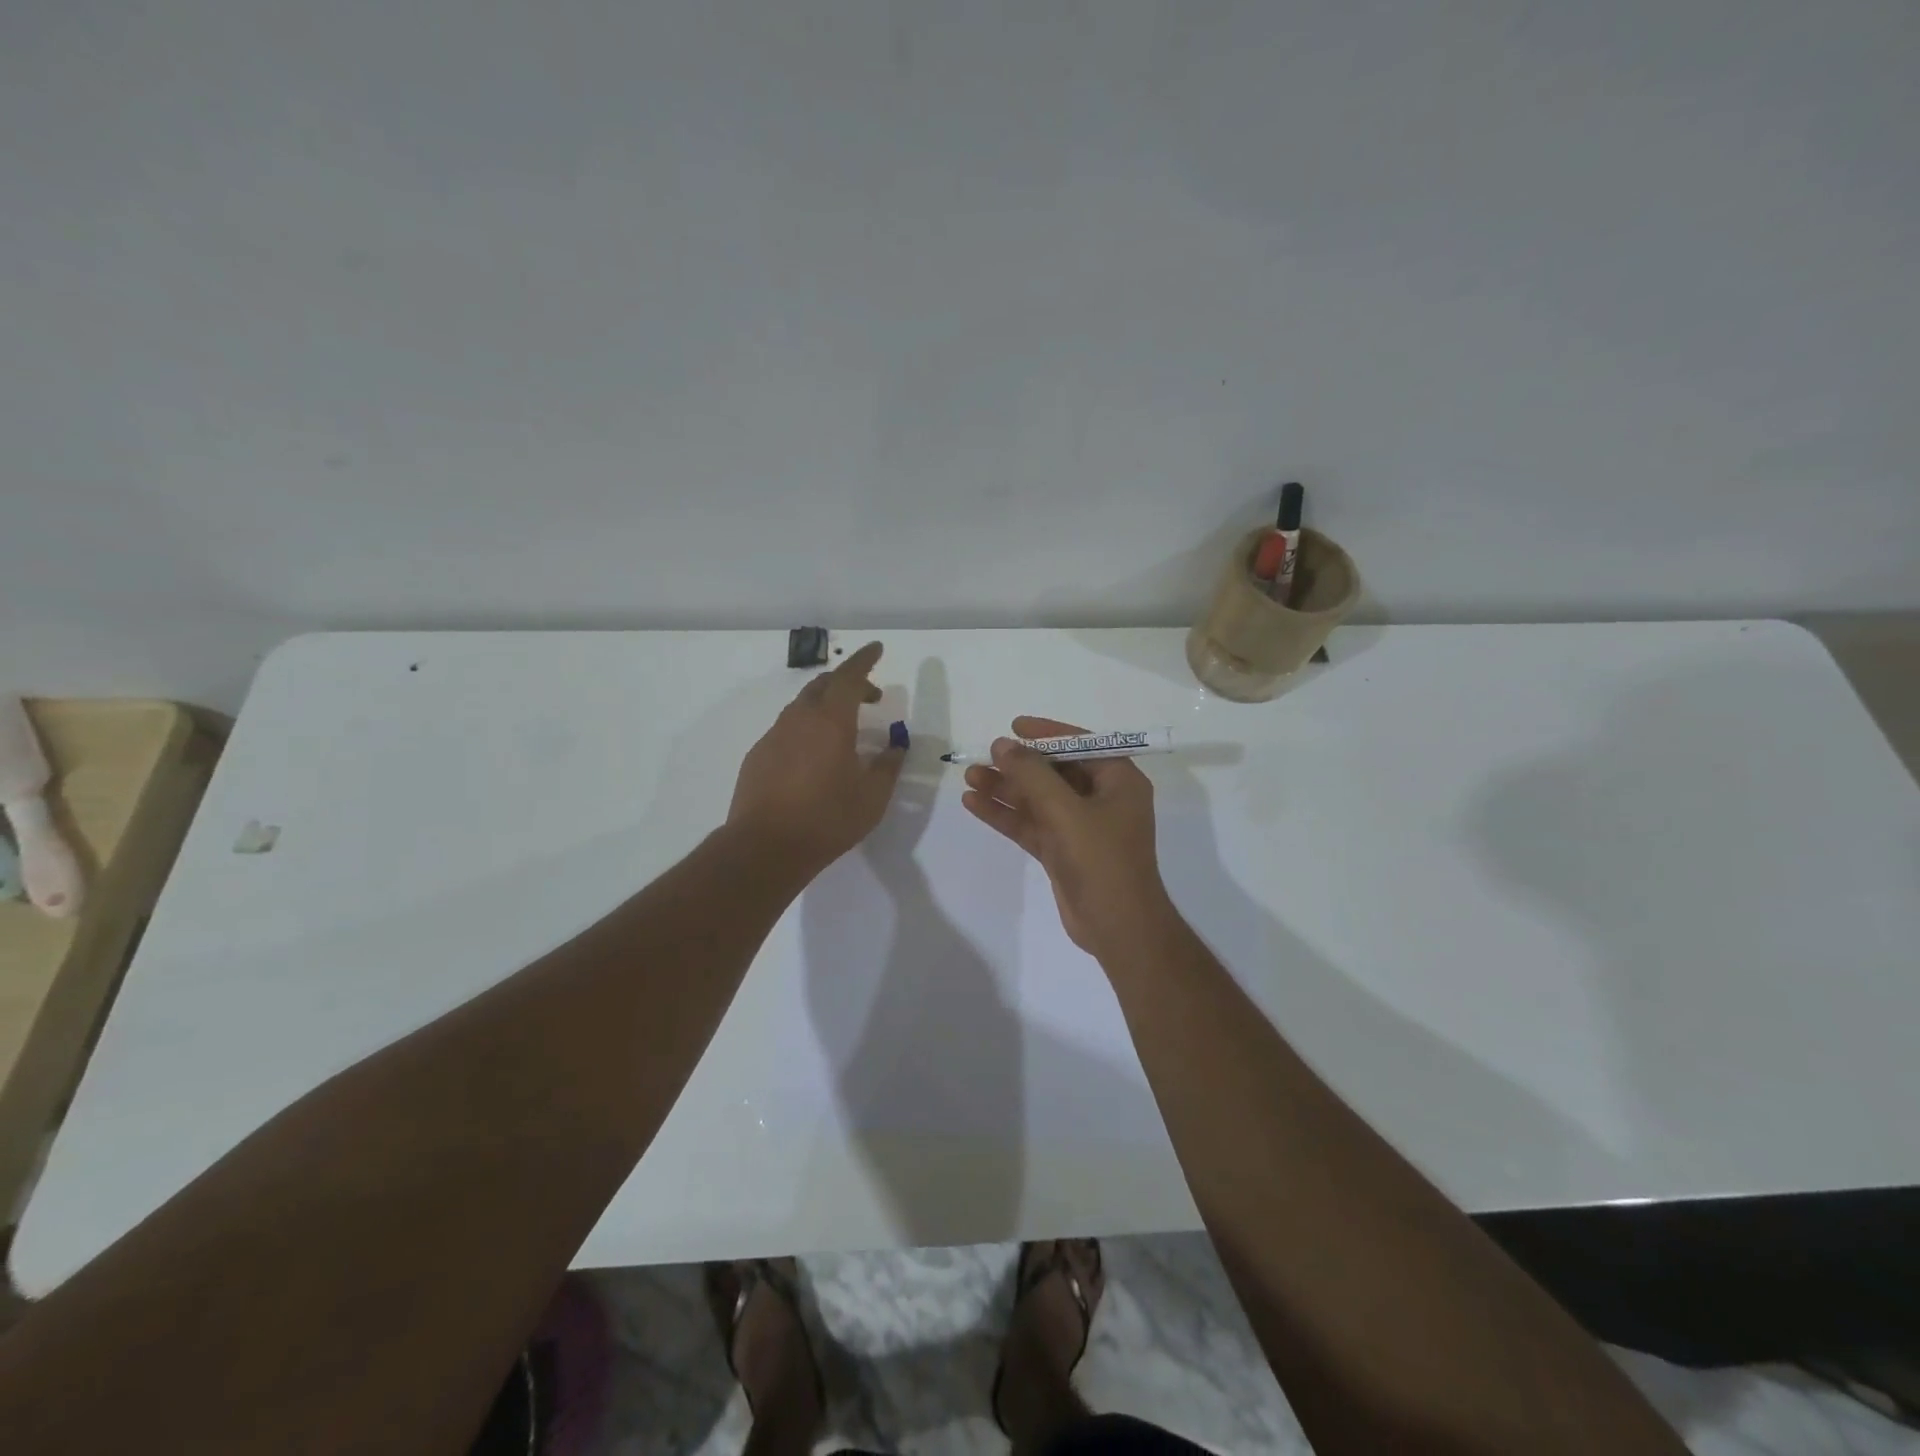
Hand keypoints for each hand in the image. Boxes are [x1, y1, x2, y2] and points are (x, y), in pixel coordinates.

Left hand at [728, 641, 905, 874]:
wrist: (764, 847)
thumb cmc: (827, 819)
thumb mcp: (872, 797)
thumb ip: (888, 767)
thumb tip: (896, 747)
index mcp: (831, 722)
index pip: (850, 677)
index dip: (865, 660)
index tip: (877, 649)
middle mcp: (799, 719)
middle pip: (823, 685)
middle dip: (848, 682)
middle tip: (870, 697)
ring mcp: (774, 735)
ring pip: (802, 706)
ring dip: (826, 705)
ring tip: (843, 728)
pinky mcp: (758, 755)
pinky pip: (786, 728)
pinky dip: (806, 728)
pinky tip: (813, 756)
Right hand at [960, 715, 1172, 957]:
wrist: (1118, 928)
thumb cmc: (1101, 861)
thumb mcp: (1066, 811)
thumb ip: (1032, 775)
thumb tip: (1003, 744)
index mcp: (1119, 781)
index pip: (1081, 744)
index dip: (1047, 733)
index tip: (1014, 727)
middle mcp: (1102, 799)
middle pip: (1055, 772)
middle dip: (1018, 765)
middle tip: (983, 757)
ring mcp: (1081, 827)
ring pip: (1038, 799)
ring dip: (1006, 789)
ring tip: (969, 778)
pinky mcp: (1063, 850)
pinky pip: (1032, 824)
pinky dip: (1006, 815)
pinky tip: (975, 804)